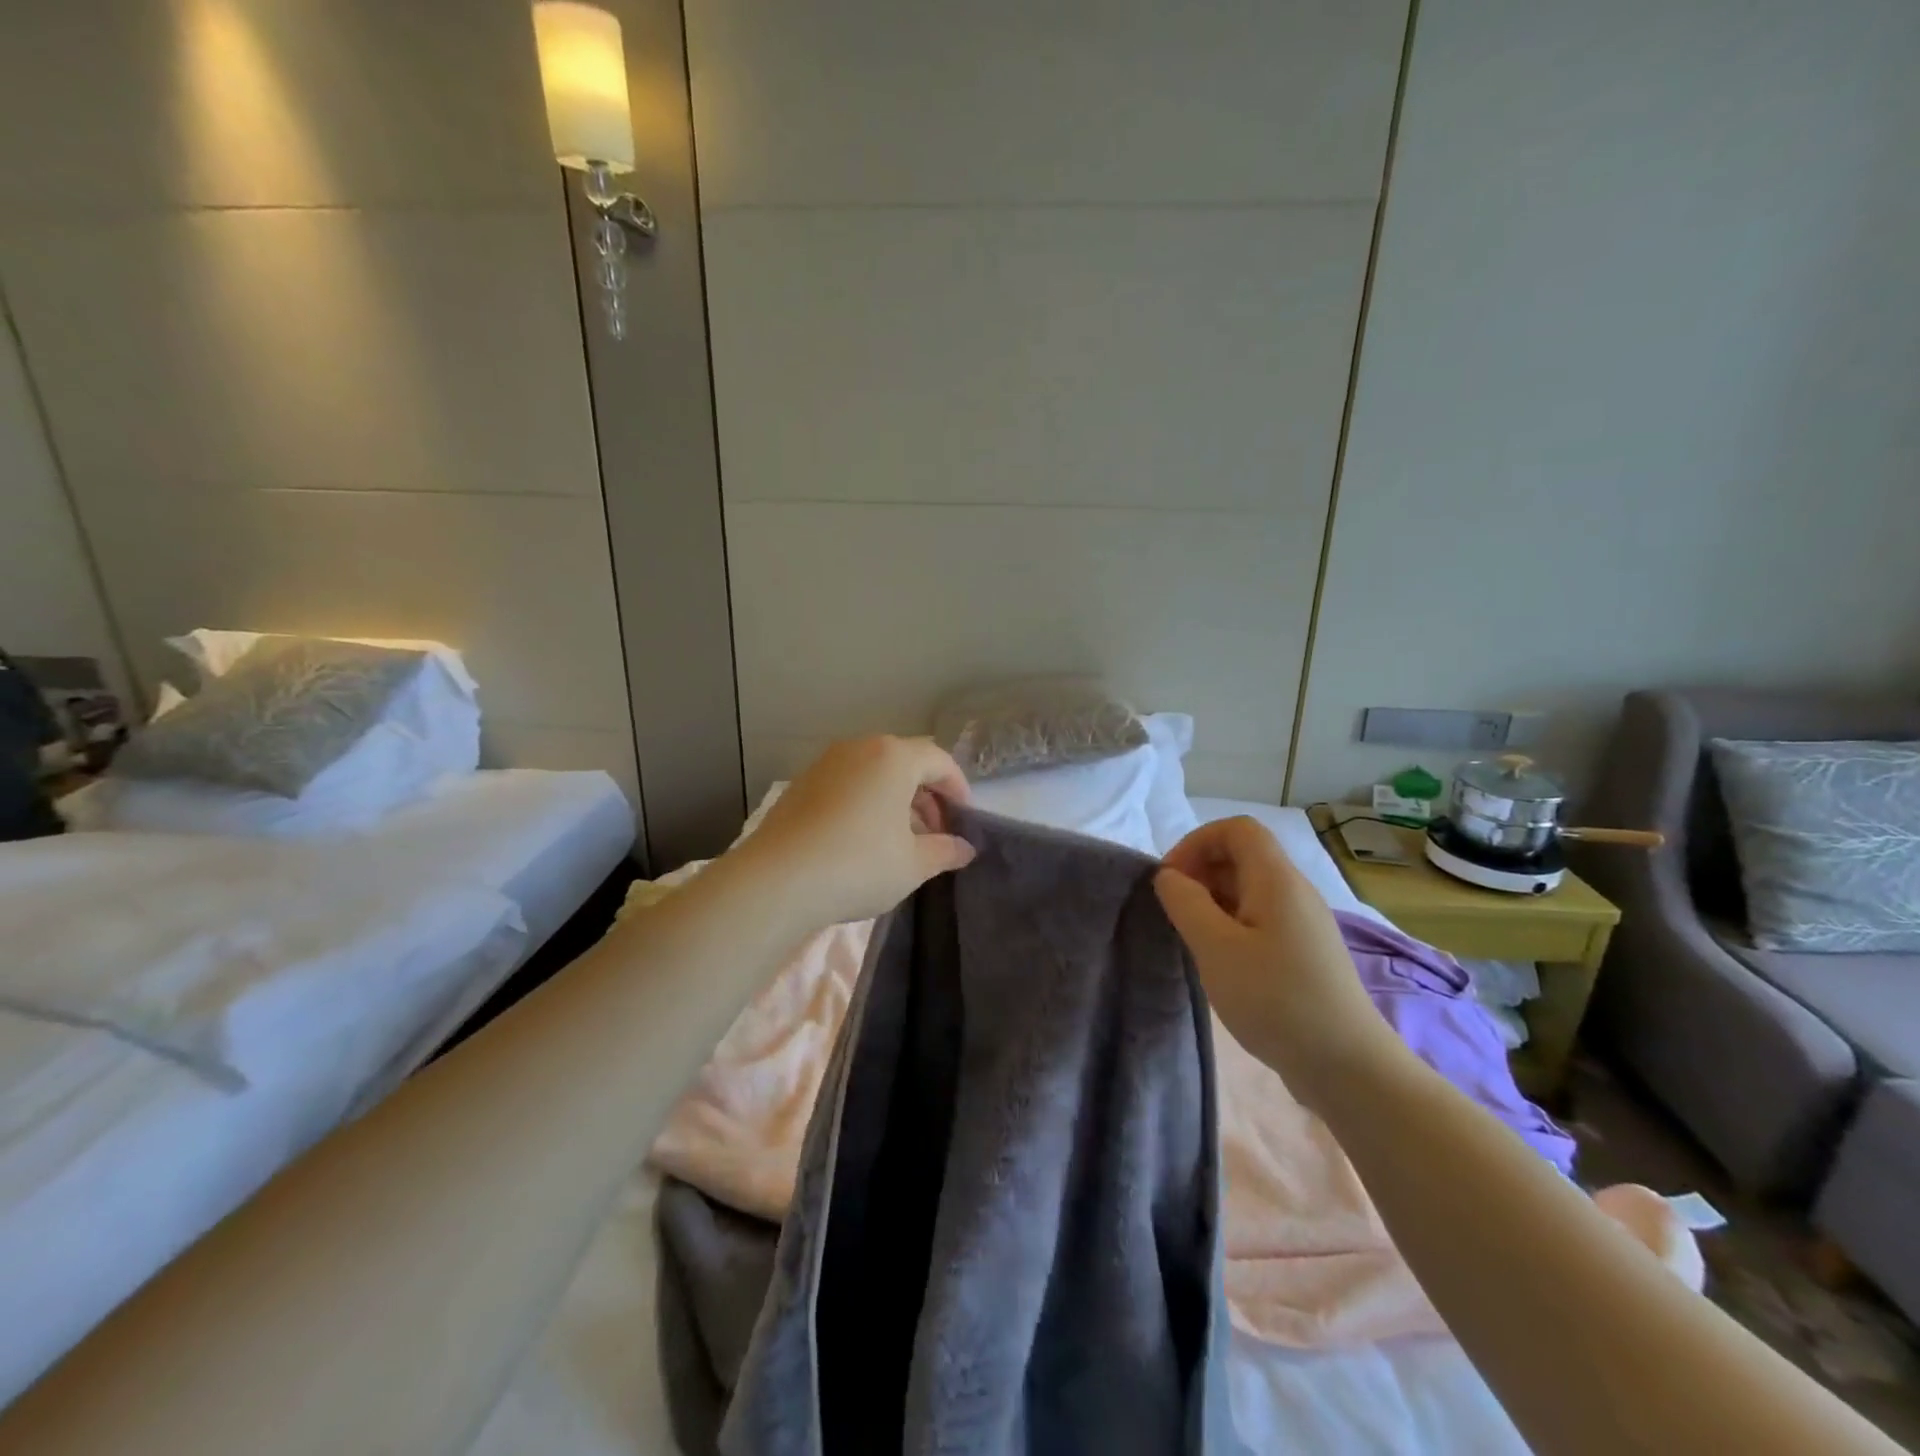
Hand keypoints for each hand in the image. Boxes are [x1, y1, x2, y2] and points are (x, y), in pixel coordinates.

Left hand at [733, 736, 974, 934]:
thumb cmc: (858, 864)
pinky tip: (863, 840)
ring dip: (895, 799)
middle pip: (905, 762)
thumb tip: (965, 848)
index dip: (958, 788)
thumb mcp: (913, 864)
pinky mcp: (800, 785)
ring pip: (873, 773)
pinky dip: (865, 803)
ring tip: (901, 839)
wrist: (777, 880)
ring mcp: (825, 764)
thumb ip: (945, 851)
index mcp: (893, 757)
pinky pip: (846, 784)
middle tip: (936, 831)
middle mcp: (859, 748)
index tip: (964, 818)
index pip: (939, 760)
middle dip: (926, 794)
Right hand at [1154, 817, 1397, 1104]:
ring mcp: (1304, 924)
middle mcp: (1295, 892)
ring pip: (1250, 889)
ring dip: (1214, 899)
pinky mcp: (1305, 953)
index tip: (1172, 879)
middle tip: (1176, 909)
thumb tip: (1170, 876)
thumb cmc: (1276, 999)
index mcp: (1277, 880)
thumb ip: (1185, 902)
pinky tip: (1221, 960)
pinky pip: (1261, 918)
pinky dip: (1232, 924)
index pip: (1236, 829)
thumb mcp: (1216, 947)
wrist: (1348, 1066)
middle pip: (1243, 855)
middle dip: (1201, 870)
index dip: (1197, 842)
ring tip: (1193, 937)